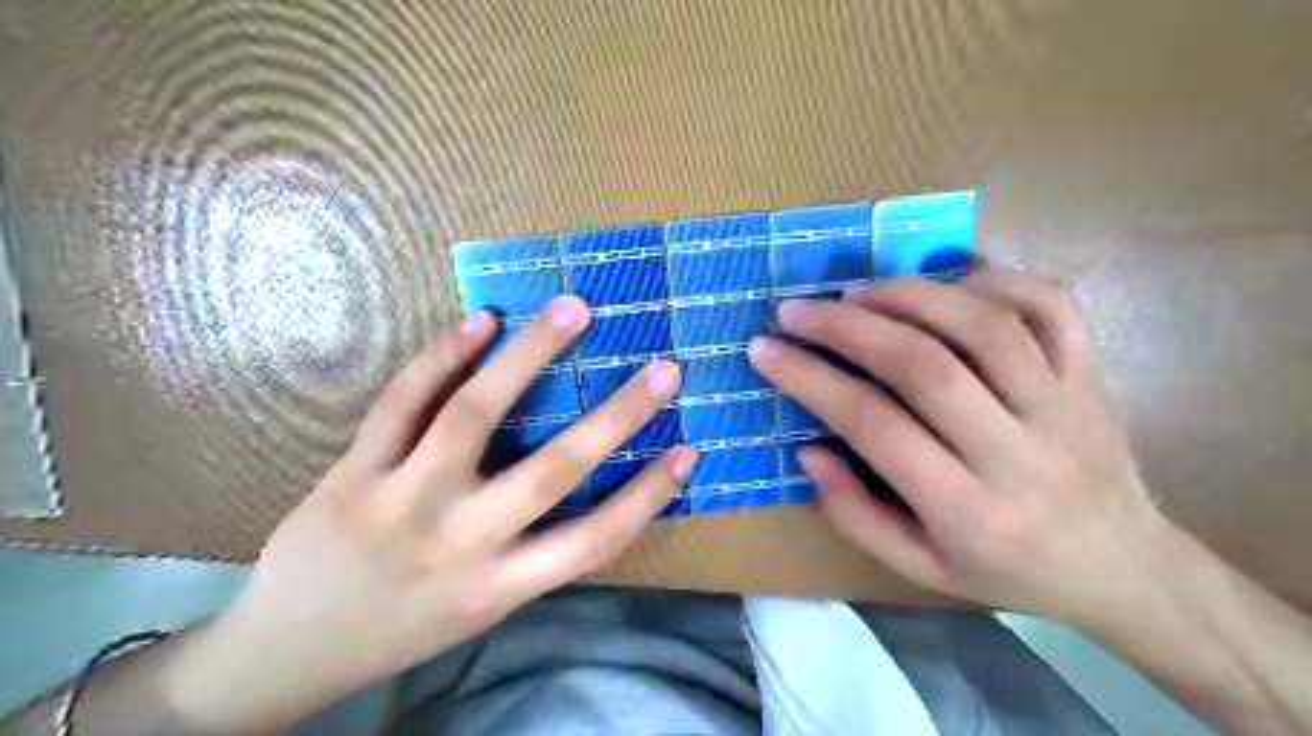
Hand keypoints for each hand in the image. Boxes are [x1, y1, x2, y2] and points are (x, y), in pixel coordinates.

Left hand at [171, 297, 696, 732]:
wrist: (283, 653)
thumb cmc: (401, 630)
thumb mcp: (480, 609)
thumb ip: (530, 553)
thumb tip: (585, 487)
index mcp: (498, 587)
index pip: (593, 540)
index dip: (648, 496)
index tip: (689, 450)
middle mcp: (459, 541)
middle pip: (552, 470)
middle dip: (617, 415)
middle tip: (662, 368)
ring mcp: (401, 499)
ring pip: (474, 415)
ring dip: (530, 355)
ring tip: (572, 309)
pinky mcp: (354, 470)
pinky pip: (402, 403)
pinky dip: (443, 356)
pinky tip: (482, 320)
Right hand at [749, 270, 1167, 620]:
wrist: (1124, 568)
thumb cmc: (1007, 570)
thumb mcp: (919, 567)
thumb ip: (854, 513)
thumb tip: (808, 449)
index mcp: (969, 510)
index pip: (875, 427)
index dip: (811, 381)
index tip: (765, 350)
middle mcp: (1018, 452)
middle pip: (926, 366)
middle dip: (848, 329)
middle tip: (798, 310)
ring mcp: (1064, 405)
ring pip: (984, 326)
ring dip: (909, 296)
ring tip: (857, 292)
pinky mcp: (1091, 374)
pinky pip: (1051, 306)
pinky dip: (994, 280)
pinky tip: (946, 286)